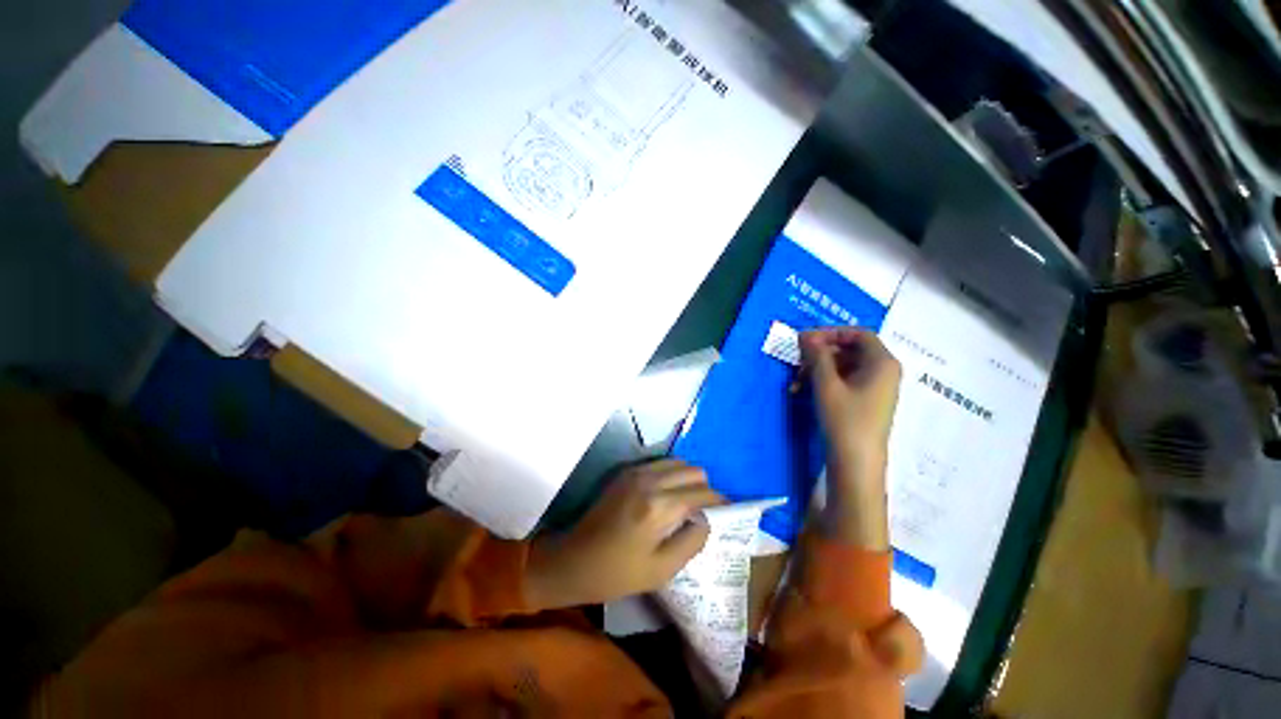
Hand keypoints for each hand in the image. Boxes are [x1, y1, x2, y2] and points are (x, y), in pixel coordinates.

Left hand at [525, 460, 723, 608]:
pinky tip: (669, 494)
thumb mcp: (661, 570)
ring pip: (678, 462)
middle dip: (705, 488)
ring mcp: (635, 471)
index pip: (703, 492)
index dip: (720, 501)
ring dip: (689, 478)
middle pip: (693, 470)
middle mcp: (650, 479)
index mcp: (660, 506)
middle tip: (706, 510)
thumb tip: (706, 519)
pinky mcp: (626, 471)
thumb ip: (692, 541)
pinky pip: (660, 463)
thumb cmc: (617, 573)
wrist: (573, 559)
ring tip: (689, 501)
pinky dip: (672, 474)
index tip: (728, 510)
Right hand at [799, 328, 901, 547]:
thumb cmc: (845, 420)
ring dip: (817, 370)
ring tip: (795, 382)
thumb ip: (816, 356)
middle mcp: (883, 372)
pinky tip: (802, 392)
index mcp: (882, 363)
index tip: (805, 339)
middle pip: (850, 350)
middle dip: (820, 354)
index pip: (858, 334)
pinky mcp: (865, 402)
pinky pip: (844, 382)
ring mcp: (875, 388)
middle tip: (797, 362)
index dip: (830, 332)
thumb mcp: (826, 385)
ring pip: (843, 367)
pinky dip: (823, 382)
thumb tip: (805, 335)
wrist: (856, 464)